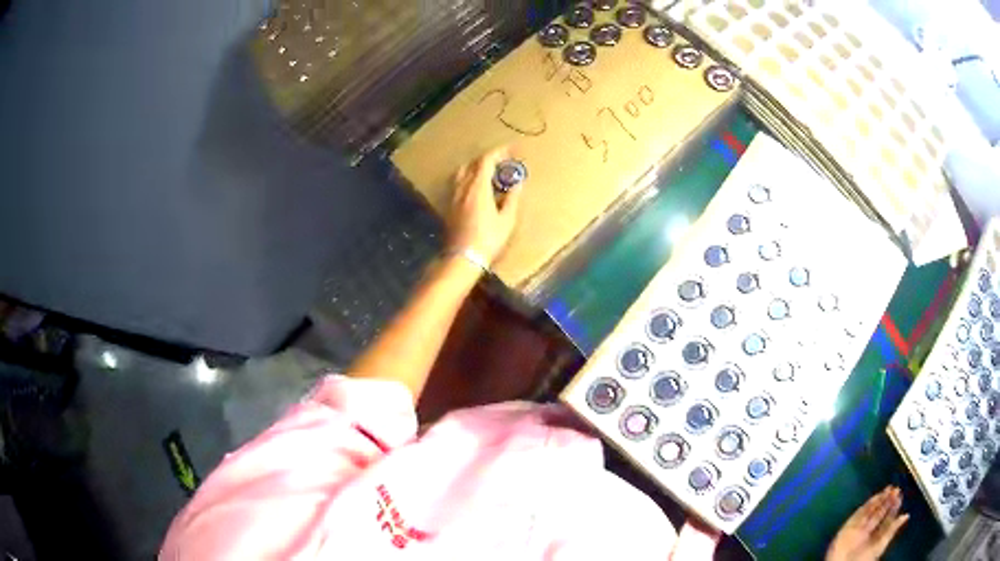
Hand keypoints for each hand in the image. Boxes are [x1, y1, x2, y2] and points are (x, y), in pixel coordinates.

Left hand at [447, 148, 523, 264]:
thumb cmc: (488, 240)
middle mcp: (462, 187)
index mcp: (477, 187)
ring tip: (489, 174)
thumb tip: (517, 183)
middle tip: (503, 162)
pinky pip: (458, 184)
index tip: (512, 150)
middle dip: (488, 159)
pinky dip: (468, 178)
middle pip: (472, 163)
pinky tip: (477, 189)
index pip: (486, 160)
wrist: (462, 259)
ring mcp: (453, 197)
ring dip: (476, 167)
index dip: (500, 152)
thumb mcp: (507, 220)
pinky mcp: (449, 206)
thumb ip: (512, 198)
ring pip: (462, 172)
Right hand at [826, 486, 908, 560]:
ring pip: (871, 510)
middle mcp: (869, 530)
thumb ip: (892, 530)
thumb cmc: (864, 559)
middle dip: (888, 501)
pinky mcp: (849, 526)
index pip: (887, 518)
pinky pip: (859, 513)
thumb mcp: (881, 545)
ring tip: (889, 489)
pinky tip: (877, 497)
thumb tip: (907, 515)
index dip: (893, 507)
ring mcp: (859, 527)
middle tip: (896, 489)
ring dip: (880, 499)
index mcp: (876, 536)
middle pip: (879, 513)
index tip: (900, 496)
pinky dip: (868, 504)